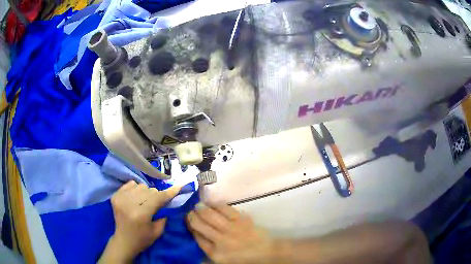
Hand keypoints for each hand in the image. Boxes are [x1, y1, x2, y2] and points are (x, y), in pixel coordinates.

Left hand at [99, 181, 180, 262]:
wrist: (123, 241)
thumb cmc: (142, 239)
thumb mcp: (158, 231)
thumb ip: (163, 214)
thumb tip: (167, 200)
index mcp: (141, 215)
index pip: (157, 198)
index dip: (169, 192)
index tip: (178, 187)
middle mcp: (129, 204)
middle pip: (149, 190)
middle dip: (156, 196)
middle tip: (155, 205)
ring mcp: (120, 198)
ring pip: (140, 185)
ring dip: (145, 192)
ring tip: (144, 202)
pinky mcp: (115, 196)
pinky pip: (130, 184)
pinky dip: (135, 189)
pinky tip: (135, 198)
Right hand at [186, 204, 276, 262]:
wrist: (266, 253)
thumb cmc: (243, 258)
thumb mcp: (223, 260)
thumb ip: (209, 249)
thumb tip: (197, 235)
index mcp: (215, 253)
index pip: (197, 238)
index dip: (190, 228)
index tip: (186, 221)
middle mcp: (221, 241)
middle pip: (200, 225)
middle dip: (192, 217)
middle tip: (188, 212)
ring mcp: (232, 229)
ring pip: (211, 215)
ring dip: (201, 209)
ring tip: (197, 206)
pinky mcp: (242, 220)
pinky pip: (226, 209)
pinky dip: (216, 205)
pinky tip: (212, 203)